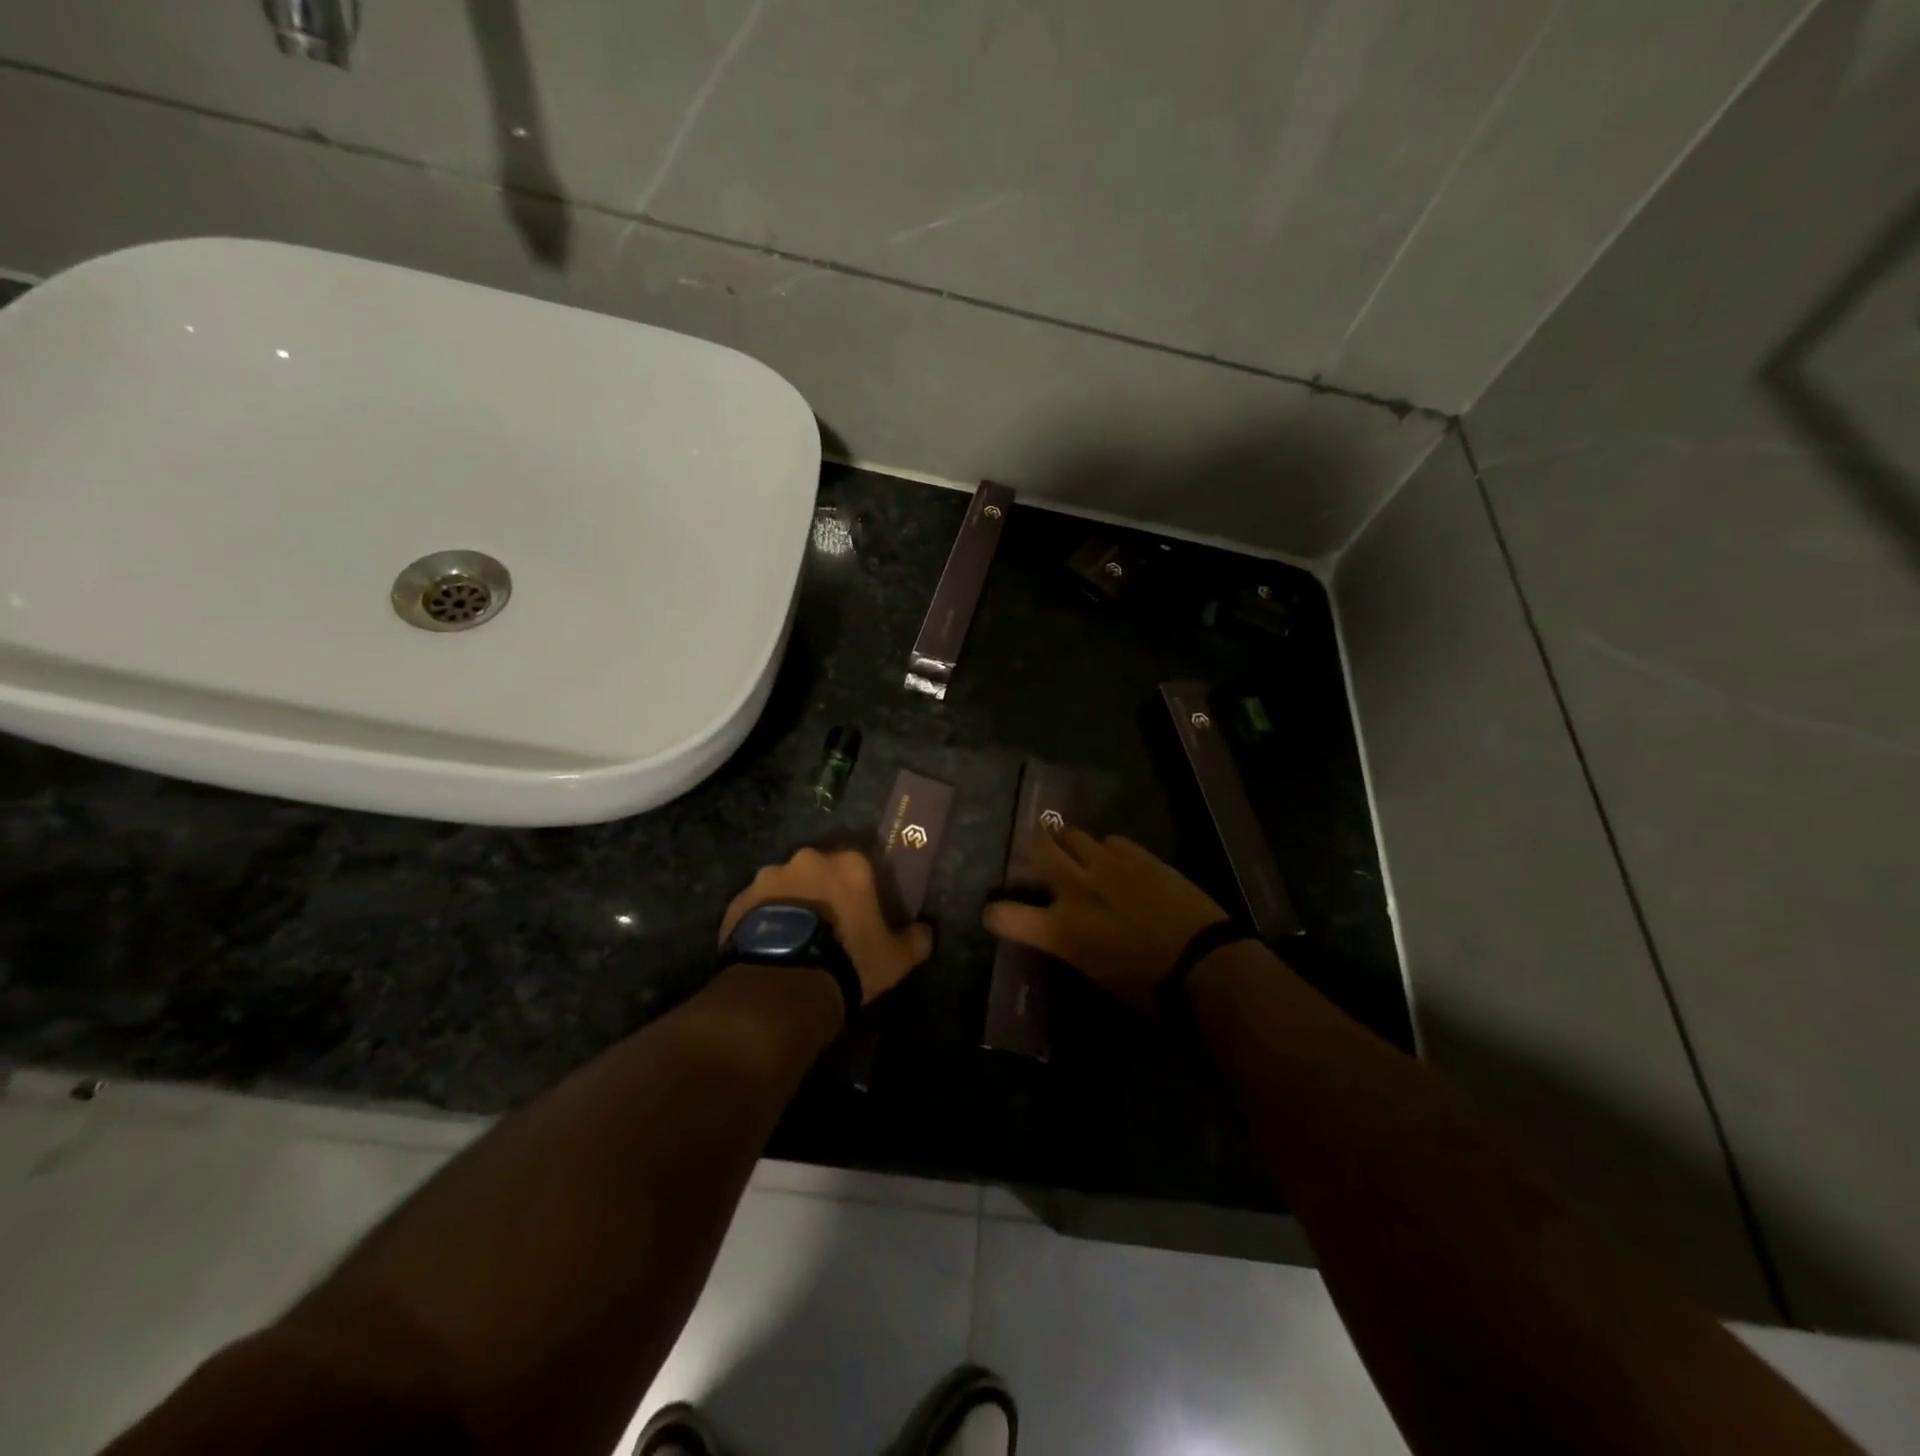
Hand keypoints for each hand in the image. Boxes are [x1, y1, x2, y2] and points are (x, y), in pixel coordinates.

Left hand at [720, 847, 933, 1005]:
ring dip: (790, 904)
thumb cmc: (849, 961)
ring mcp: (769, 878)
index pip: (860, 865)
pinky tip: (769, 948)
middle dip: (822, 892)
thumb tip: (926, 932)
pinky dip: (763, 921)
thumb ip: (915, 940)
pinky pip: (756, 907)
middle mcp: (808, 860)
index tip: (859, 914)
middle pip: (819, 871)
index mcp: (849, 864)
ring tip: (793, 940)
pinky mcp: (739, 901)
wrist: (785, 984)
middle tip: (826, 926)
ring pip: (785, 886)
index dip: (860, 890)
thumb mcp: (894, 959)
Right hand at [982, 827, 1228, 1014]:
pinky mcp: (1138, 855)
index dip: (995, 913)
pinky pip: (1110, 840)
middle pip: (1035, 847)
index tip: (998, 914)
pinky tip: (1115, 861)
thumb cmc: (1148, 989)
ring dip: (1066, 842)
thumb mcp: (1094, 973)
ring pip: (1071, 834)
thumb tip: (1063, 932)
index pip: (1003, 915)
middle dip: (1029, 847)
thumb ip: (1069, 944)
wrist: (1203, 965)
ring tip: (1072, 850)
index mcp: (1059, 929)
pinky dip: (1105, 849)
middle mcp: (1075, 888)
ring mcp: (1107, 865)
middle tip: (1033, 854)